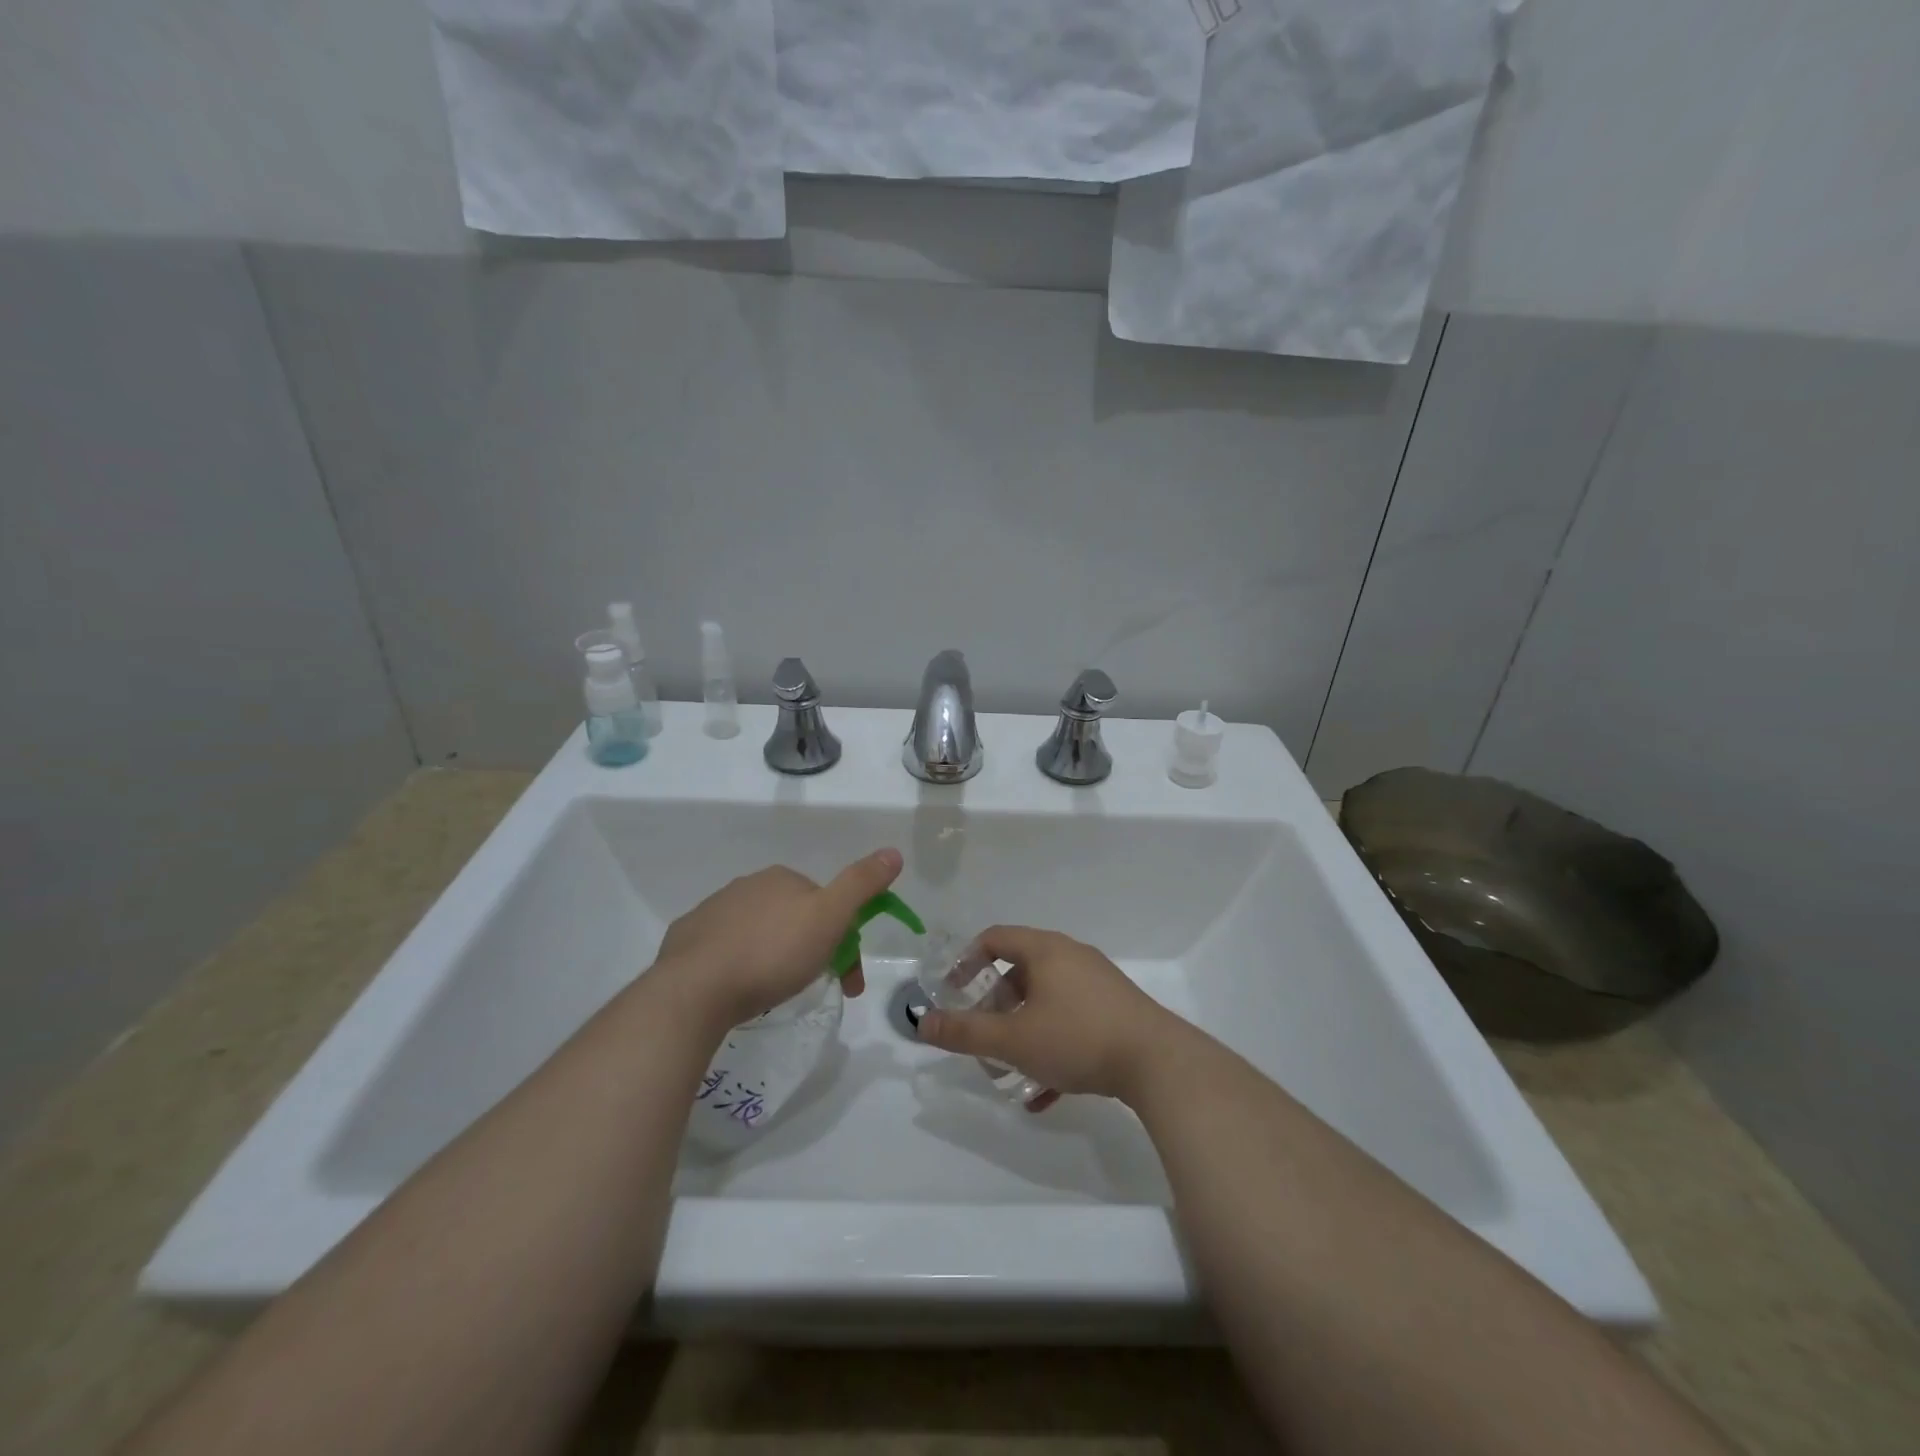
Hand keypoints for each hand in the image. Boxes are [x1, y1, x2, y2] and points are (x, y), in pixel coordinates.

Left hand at [653, 848, 901, 1029]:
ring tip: (775, 994)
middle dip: (811, 949)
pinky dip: (738, 963)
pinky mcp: (685, 940)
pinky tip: (738, 988)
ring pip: (758, 931)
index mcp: (782, 878)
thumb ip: (861, 883)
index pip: (825, 903)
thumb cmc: (773, 953)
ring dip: (774, 956)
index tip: (849, 979)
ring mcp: (712, 911)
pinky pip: (722, 948)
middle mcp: (746, 886)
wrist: (695, 990)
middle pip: (793, 917)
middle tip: (815, 988)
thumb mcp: (830, 917)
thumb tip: (893, 851)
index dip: (844, 939)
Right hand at [914, 926, 1182, 1101]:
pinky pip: (1072, 1021)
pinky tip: (1045, 1093)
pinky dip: (1052, 1047)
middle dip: (995, 1005)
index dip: (966, 961)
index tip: (951, 991)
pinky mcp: (1116, 1011)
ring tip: (1009, 1067)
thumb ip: (965, 1032)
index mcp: (1045, 950)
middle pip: (1020, 971)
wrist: (1159, 1064)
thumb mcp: (1013, 1040)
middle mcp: (1072, 957)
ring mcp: (1097, 984)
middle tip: (981, 1034)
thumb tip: (922, 1024)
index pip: (994, 938)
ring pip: (1046, 1000)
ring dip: (1022, 1030)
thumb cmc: (1077, 1038)